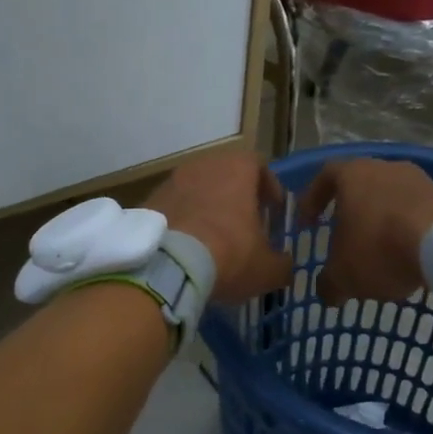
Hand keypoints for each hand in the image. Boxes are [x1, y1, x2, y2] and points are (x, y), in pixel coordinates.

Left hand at [146, 150, 293, 302]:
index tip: (273, 211)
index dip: (269, 188)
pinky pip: (174, 207)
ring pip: (197, 189)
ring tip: (214, 238)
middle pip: (226, 175)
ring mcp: (171, 181)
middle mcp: (203, 165)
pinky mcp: (149, 201)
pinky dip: (184, 220)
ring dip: (208, 208)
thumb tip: (283, 265)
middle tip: (245, 224)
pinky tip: (187, 247)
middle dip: (237, 198)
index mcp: (237, 169)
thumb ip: (281, 263)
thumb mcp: (267, 268)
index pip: (259, 166)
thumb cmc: (228, 255)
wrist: (167, 266)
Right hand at [296, 158, 432, 304]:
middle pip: (363, 185)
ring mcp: (422, 180)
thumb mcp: (343, 276)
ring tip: (382, 252)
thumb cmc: (380, 248)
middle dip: (353, 212)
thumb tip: (327, 292)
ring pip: (394, 198)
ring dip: (385, 221)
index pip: (324, 177)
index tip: (308, 223)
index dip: (313, 199)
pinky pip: (422, 213)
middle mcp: (387, 168)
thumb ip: (329, 283)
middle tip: (346, 238)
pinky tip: (412, 256)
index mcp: (353, 175)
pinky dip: (412, 231)